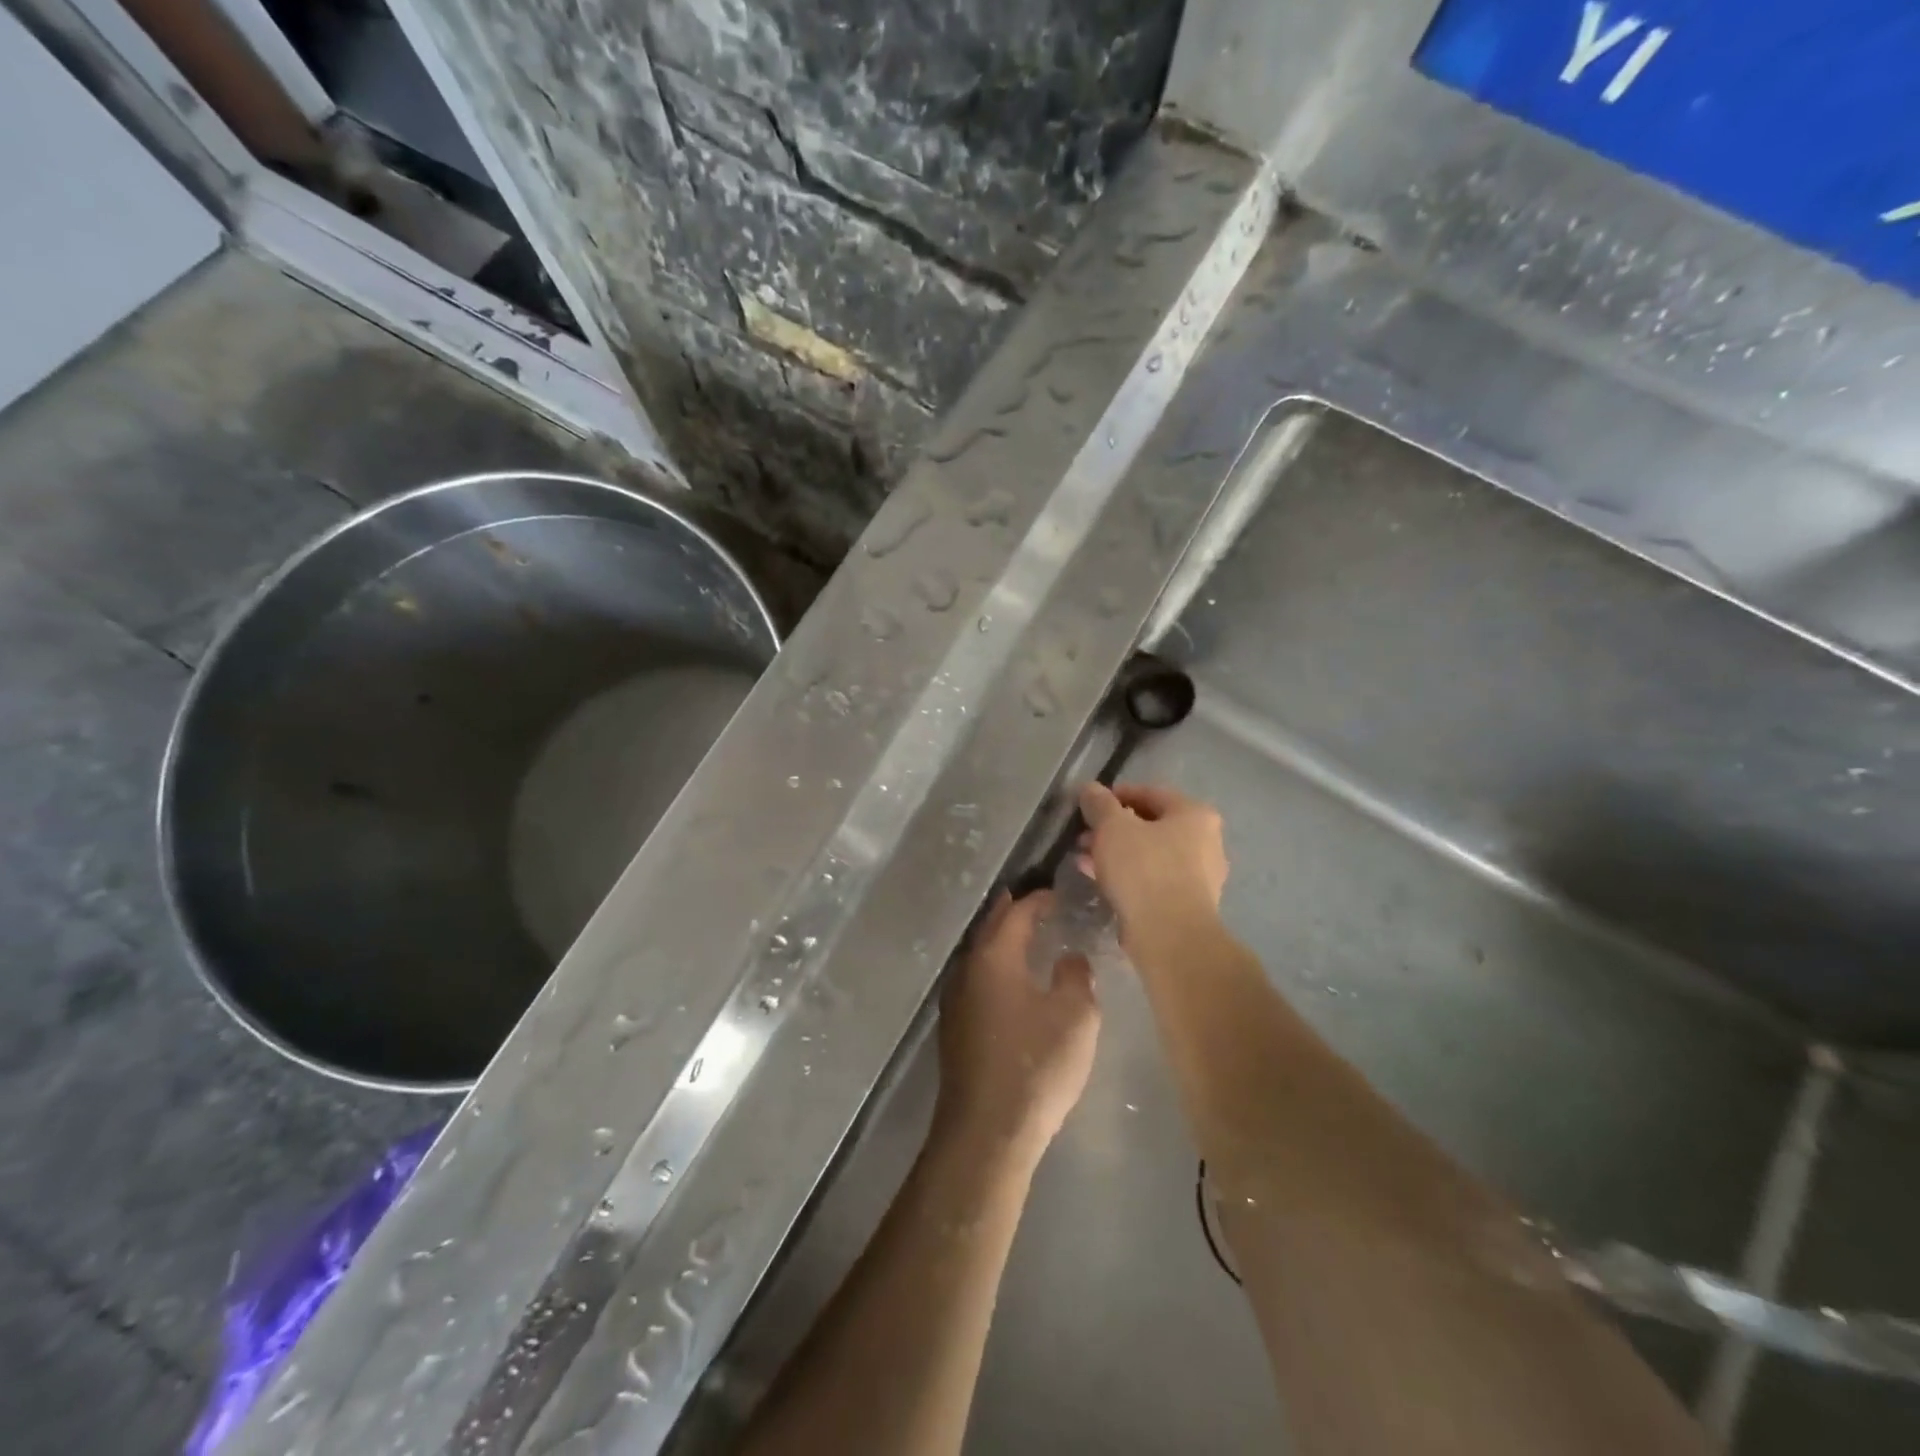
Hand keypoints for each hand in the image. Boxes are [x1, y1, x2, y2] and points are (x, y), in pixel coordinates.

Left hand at [936, 890, 1099, 1159]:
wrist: (986, 1131)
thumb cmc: (1035, 1066)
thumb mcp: (1075, 1018)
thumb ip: (1077, 977)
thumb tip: (1070, 958)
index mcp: (994, 957)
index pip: (1017, 913)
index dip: (1039, 900)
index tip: (1059, 894)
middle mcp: (968, 969)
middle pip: (991, 928)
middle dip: (1013, 912)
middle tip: (1038, 904)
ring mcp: (956, 999)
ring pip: (981, 955)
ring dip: (1002, 942)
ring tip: (1027, 938)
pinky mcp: (955, 1027)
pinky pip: (978, 980)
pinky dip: (996, 969)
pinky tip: (1012, 983)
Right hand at [1077, 782, 1228, 952]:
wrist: (1170, 936)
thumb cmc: (1144, 869)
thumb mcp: (1113, 828)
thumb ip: (1100, 804)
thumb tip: (1090, 789)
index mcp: (1195, 814)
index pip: (1150, 793)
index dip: (1115, 795)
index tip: (1088, 805)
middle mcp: (1206, 841)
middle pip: (1151, 825)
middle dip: (1113, 829)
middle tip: (1083, 836)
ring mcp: (1201, 875)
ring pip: (1150, 854)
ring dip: (1116, 853)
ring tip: (1084, 859)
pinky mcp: (1188, 904)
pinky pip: (1153, 879)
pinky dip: (1128, 875)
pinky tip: (1100, 880)